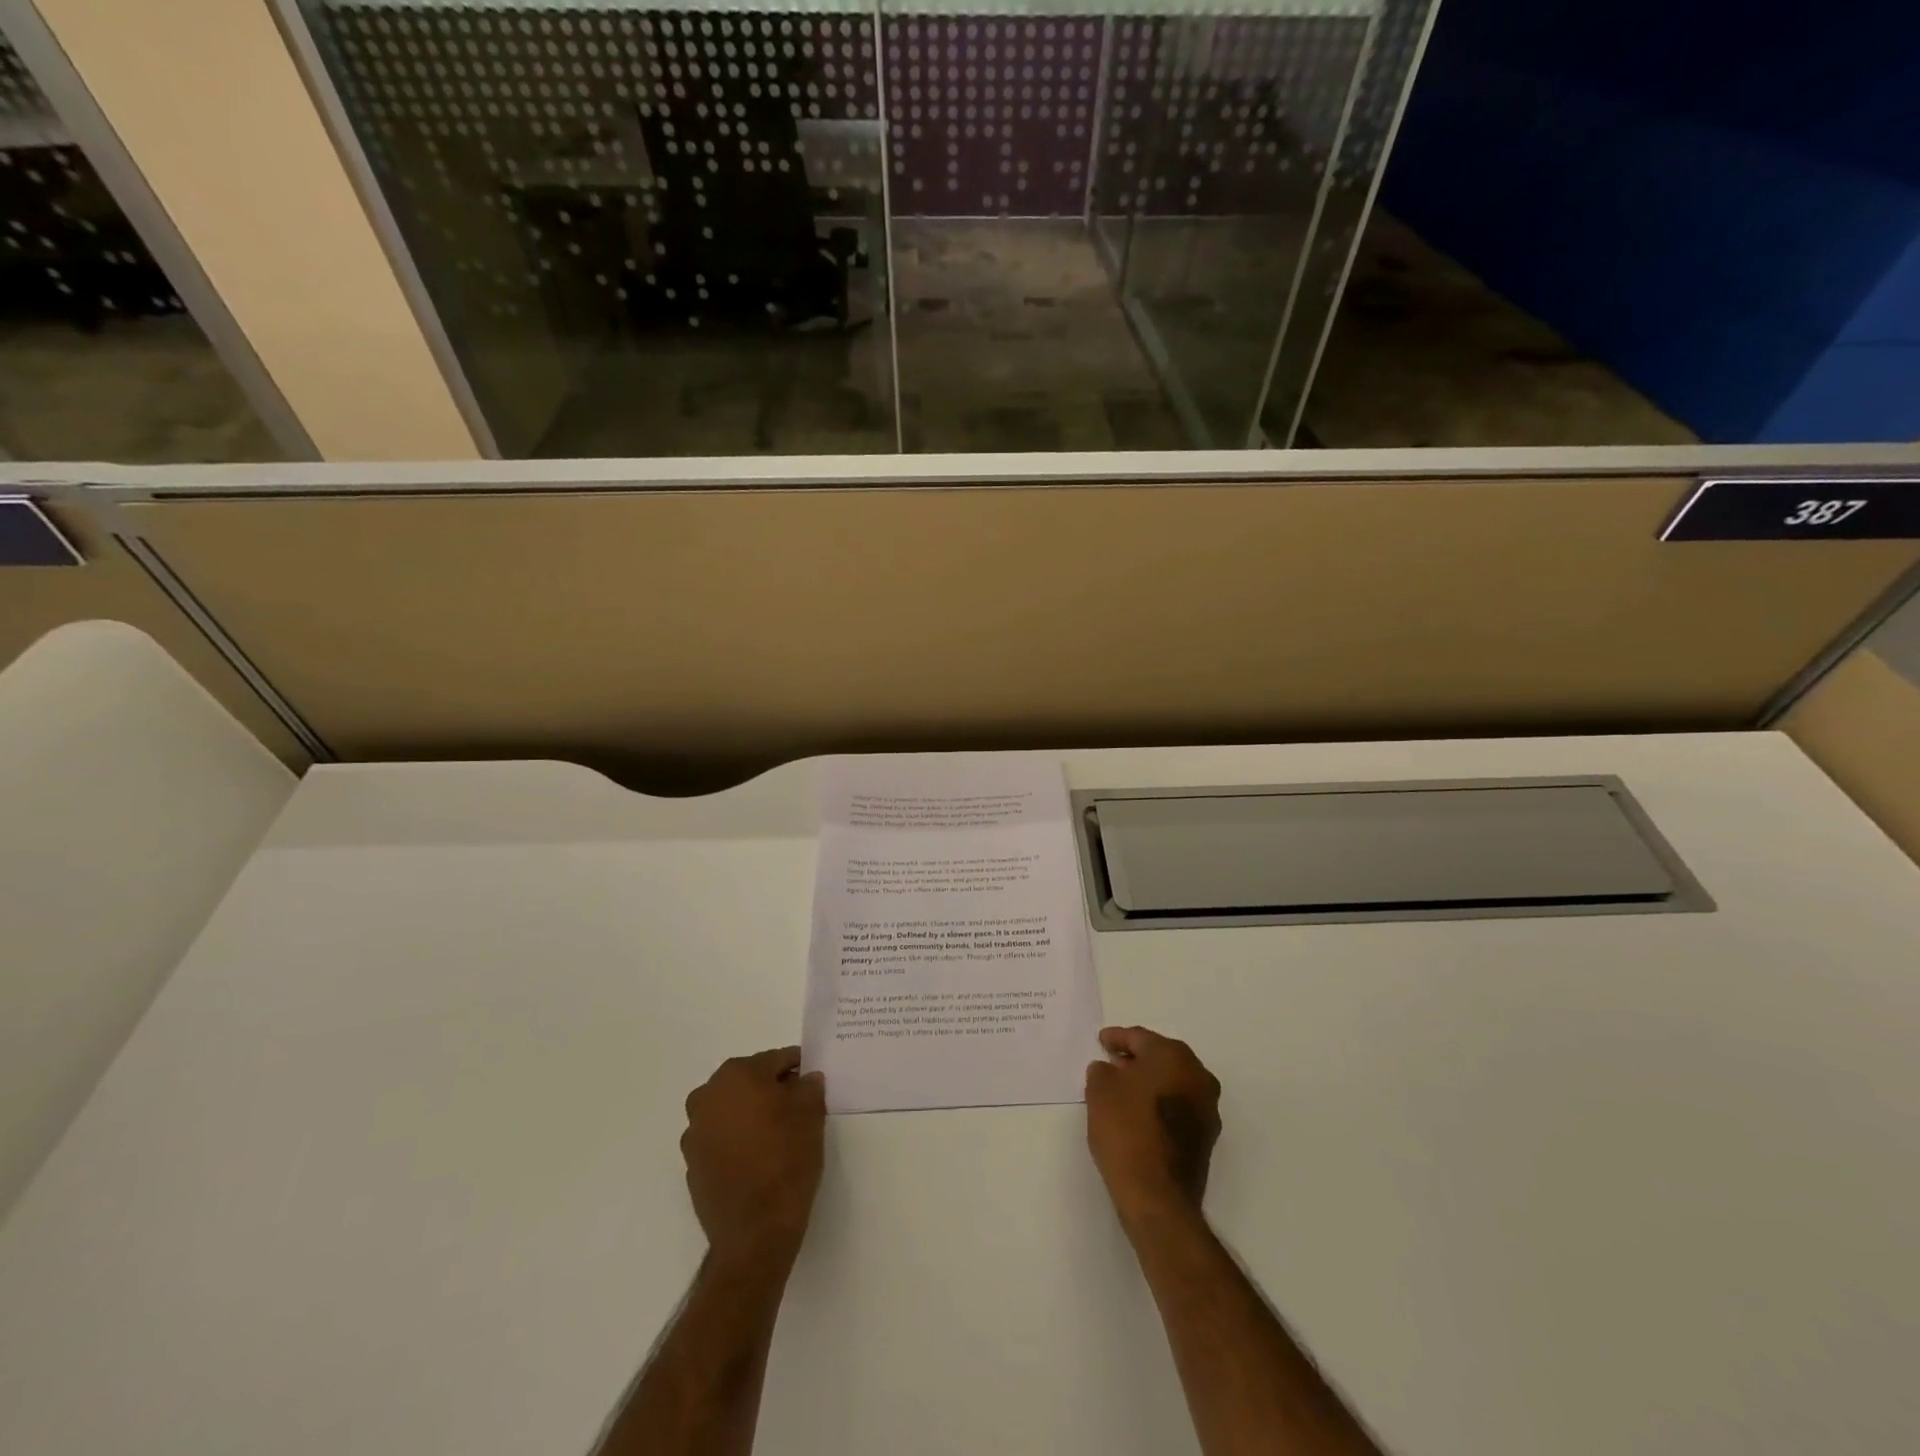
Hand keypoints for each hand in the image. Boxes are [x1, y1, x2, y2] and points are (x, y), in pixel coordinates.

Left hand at [681, 1048, 826, 1269]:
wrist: (755, 1232)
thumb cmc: (786, 1159)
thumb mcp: (811, 1114)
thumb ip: (809, 1087)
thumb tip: (805, 1080)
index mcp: (737, 1075)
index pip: (775, 1060)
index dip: (797, 1068)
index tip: (811, 1080)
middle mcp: (708, 1096)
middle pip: (749, 1081)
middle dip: (771, 1089)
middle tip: (797, 1106)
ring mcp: (695, 1132)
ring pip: (731, 1110)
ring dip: (751, 1114)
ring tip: (778, 1134)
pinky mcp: (692, 1164)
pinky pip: (720, 1139)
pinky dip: (737, 1140)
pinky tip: (758, 1158)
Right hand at [1086, 1026, 1221, 1226]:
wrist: (1157, 1196)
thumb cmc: (1126, 1131)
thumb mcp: (1100, 1091)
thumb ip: (1102, 1070)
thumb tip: (1110, 1070)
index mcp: (1174, 1056)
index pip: (1140, 1038)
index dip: (1117, 1038)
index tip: (1102, 1040)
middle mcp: (1198, 1075)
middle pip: (1161, 1057)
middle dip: (1136, 1058)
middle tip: (1112, 1062)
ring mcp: (1207, 1108)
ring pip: (1173, 1082)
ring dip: (1150, 1082)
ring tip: (1123, 1089)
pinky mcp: (1206, 1137)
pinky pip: (1179, 1106)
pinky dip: (1160, 1103)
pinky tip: (1139, 1114)